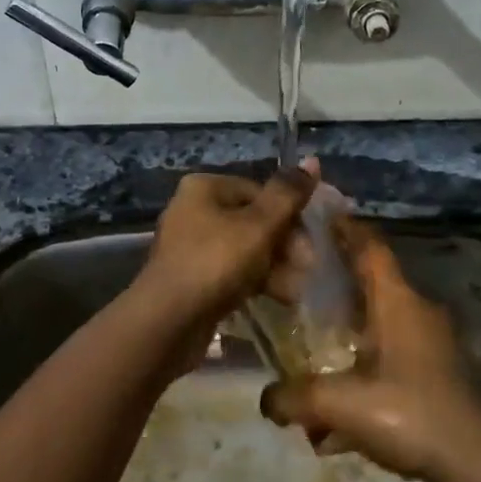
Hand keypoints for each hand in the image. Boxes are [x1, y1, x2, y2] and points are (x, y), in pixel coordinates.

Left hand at [130, 161, 318, 328]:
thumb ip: (288, 195)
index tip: (310, 246)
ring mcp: (191, 247)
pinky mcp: (192, 278)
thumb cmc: (215, 263)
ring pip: (245, 250)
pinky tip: (277, 299)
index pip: (261, 192)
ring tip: (293, 291)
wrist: (168, 321)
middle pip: (254, 221)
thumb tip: (312, 161)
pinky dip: (255, 282)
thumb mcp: (259, 226)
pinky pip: (232, 273)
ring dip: (275, 268)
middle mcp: (194, 210)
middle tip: (305, 270)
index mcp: (205, 188)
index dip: (291, 217)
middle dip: (284, 247)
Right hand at [259, 218, 480, 481]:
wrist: (477, 463)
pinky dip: (363, 378)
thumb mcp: (339, 405)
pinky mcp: (438, 376)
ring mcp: (432, 346)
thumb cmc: (408, 414)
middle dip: (338, 285)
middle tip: (300, 288)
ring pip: (380, 330)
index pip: (370, 249)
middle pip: (372, 286)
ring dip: (348, 341)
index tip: (323, 215)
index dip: (347, 229)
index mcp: (397, 303)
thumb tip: (265, 401)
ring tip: (312, 361)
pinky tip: (337, 426)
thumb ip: (294, 398)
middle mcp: (417, 314)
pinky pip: (390, 364)